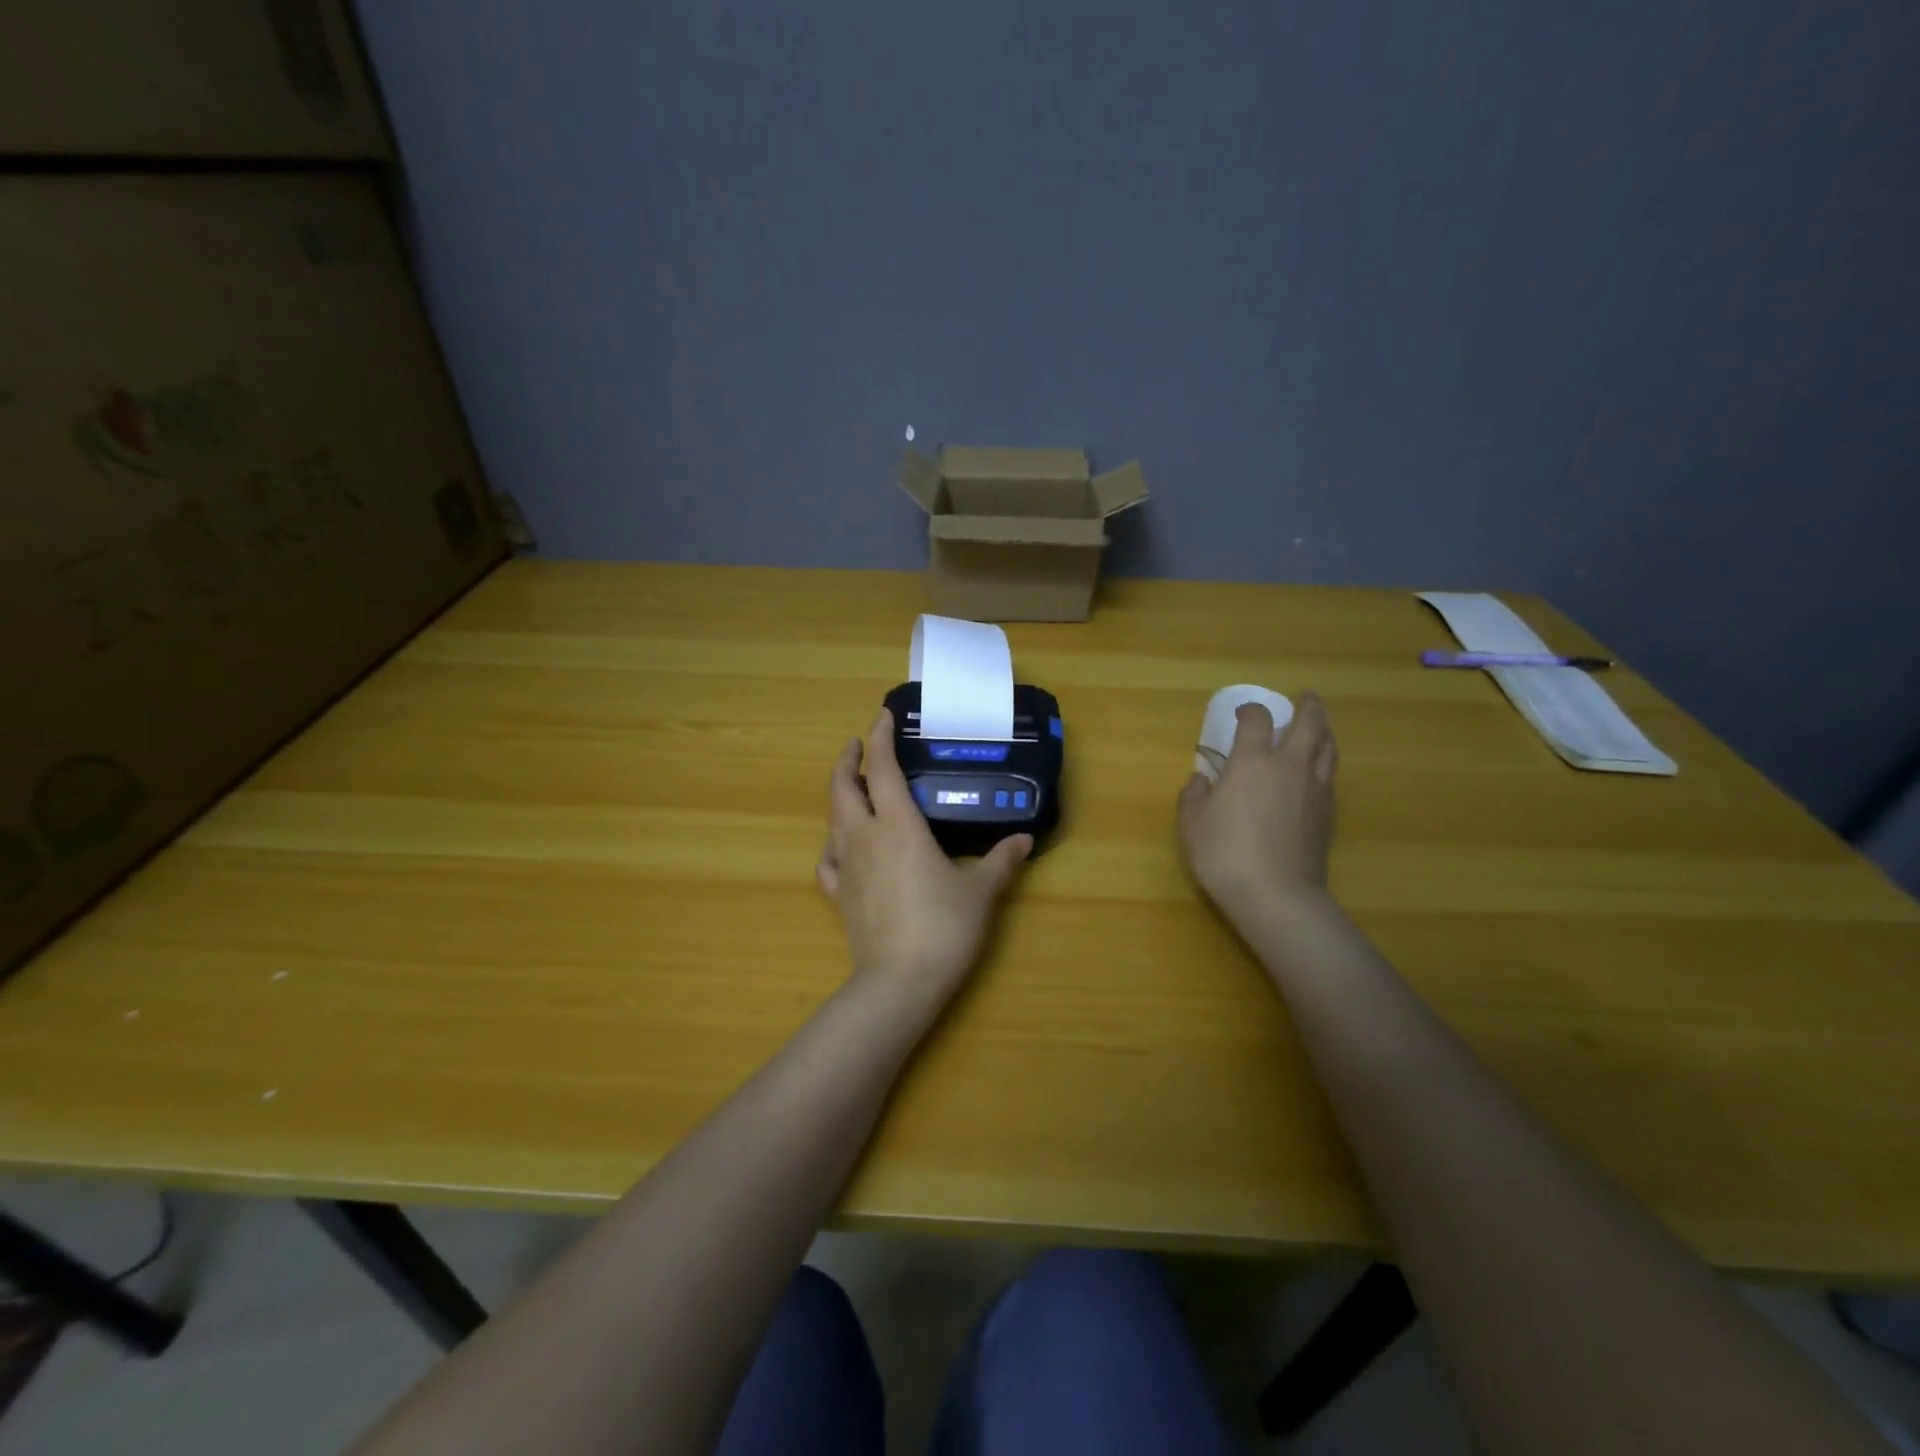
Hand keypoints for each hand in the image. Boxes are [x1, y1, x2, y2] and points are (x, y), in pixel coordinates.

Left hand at [817, 710, 1031, 1000]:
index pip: (882, 769)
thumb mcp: (980, 892)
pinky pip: (828, 860)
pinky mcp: (839, 896)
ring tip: (856, 791)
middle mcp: (865, 837)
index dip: (880, 739)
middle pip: (842, 788)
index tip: (881, 717)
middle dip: (847, 760)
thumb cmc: (943, 927)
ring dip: (840, 797)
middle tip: (859, 746)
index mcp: (898, 826)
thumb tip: (1024, 839)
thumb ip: (1002, 861)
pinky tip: (843, 849)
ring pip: (832, 819)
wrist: (899, 982)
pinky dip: (833, 845)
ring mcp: (846, 867)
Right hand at [1177, 692, 1338, 921]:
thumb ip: (1193, 796)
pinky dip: (1325, 764)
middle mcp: (1289, 767)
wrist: (1276, 895)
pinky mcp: (1329, 815)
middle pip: (1309, 725)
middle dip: (1308, 708)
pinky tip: (1318, 772)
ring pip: (1327, 749)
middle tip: (1306, 698)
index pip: (1257, 721)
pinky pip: (1330, 777)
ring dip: (1324, 731)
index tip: (1242, 713)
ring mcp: (1314, 790)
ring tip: (1320, 727)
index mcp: (1252, 762)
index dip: (1250, 711)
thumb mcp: (1192, 824)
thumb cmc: (1225, 854)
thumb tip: (1201, 779)